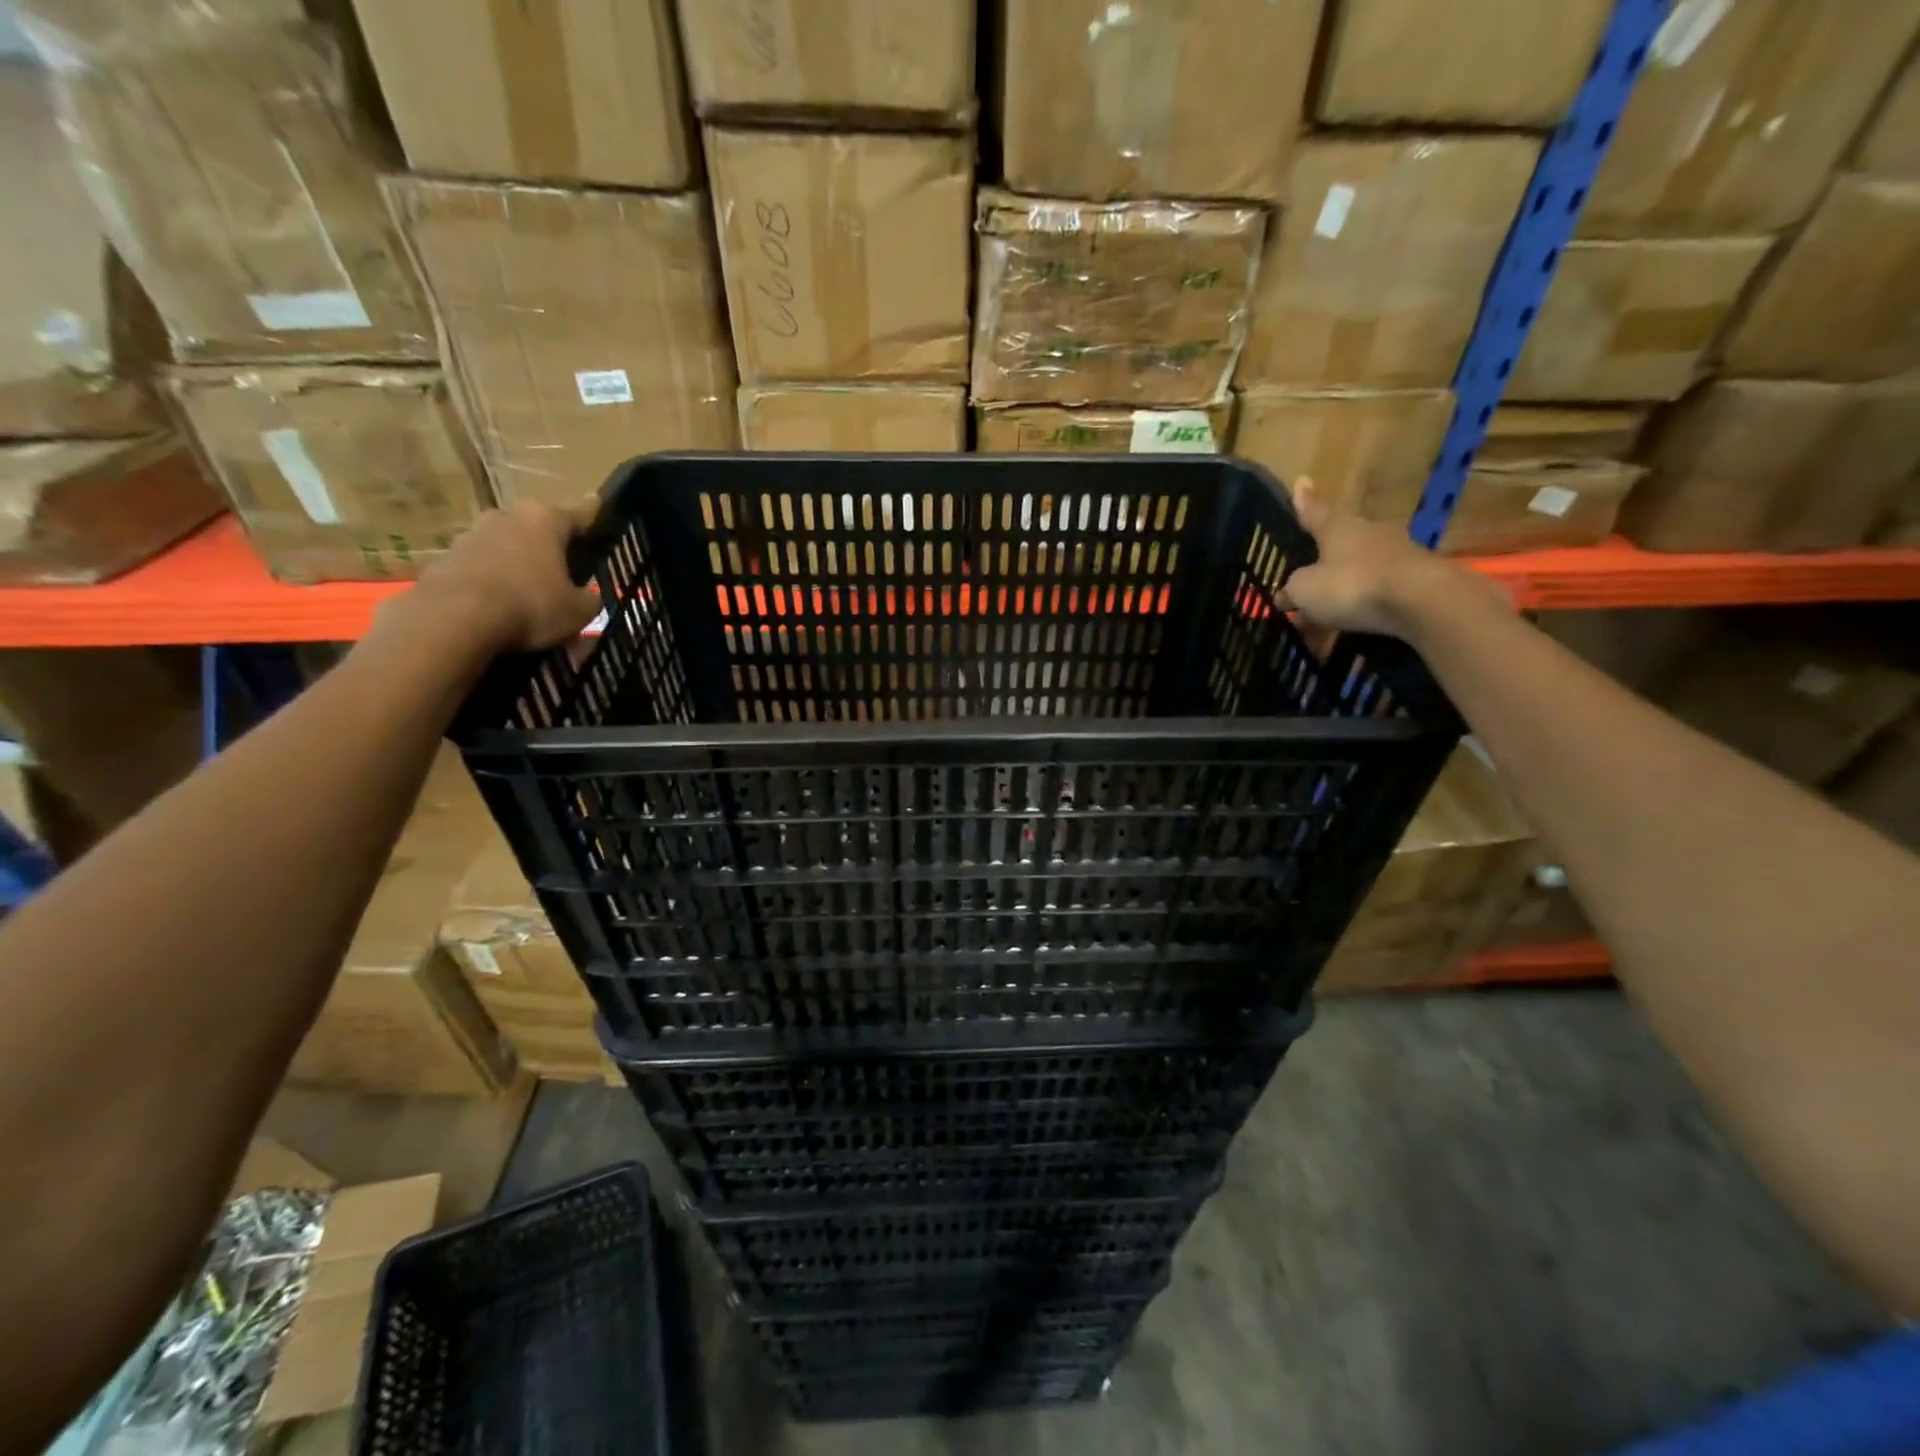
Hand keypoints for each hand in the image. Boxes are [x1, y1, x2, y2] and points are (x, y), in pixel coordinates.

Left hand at [398, 501, 601, 652]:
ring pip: (504, 547)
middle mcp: (505, 517)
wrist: (455, 619)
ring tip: (525, 595)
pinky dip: (489, 582)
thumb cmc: (530, 606)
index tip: (600, 515)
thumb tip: (588, 596)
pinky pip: (478, 569)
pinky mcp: (444, 559)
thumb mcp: (579, 611)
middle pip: (536, 529)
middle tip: (561, 572)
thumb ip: (590, 599)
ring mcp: (470, 535)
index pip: (580, 514)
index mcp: (544, 520)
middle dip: (548, 547)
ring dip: (515, 564)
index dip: (594, 519)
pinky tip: (496, 607)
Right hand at [1279, 479, 1497, 639]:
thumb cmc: (1351, 585)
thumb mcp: (1305, 590)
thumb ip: (1291, 590)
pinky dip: (1359, 606)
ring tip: (1321, 613)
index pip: (1314, 511)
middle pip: (1338, 542)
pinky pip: (1374, 592)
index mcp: (1337, 527)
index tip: (1301, 481)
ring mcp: (1394, 554)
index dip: (1303, 501)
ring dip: (1339, 588)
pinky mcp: (1413, 579)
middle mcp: (1367, 533)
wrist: (1420, 601)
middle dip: (1321, 558)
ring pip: (1356, 570)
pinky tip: (1347, 625)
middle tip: (1303, 575)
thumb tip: (1284, 594)